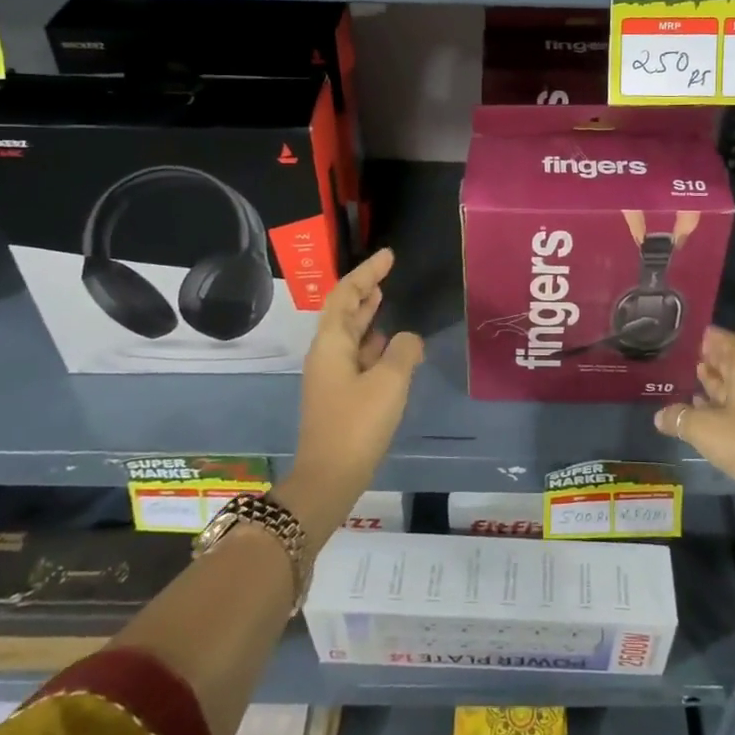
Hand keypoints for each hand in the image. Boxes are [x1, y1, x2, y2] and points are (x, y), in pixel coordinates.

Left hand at [279, 248, 424, 534]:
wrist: (329, 478)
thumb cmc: (357, 424)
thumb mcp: (389, 382)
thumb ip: (403, 351)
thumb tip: (407, 339)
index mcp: (331, 344)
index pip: (346, 295)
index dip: (367, 272)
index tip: (388, 256)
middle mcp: (327, 354)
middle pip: (343, 312)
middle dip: (364, 290)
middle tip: (387, 273)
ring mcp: (331, 377)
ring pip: (350, 335)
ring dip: (367, 315)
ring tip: (386, 299)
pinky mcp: (339, 396)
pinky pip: (356, 357)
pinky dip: (373, 343)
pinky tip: (390, 346)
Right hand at [654, 327, 734, 508]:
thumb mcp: (703, 428)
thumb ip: (679, 417)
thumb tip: (659, 416)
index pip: (728, 342)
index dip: (710, 337)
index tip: (692, 332)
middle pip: (733, 363)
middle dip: (711, 359)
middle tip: (687, 354)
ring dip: (716, 382)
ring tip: (692, 377)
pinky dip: (722, 403)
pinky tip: (704, 409)